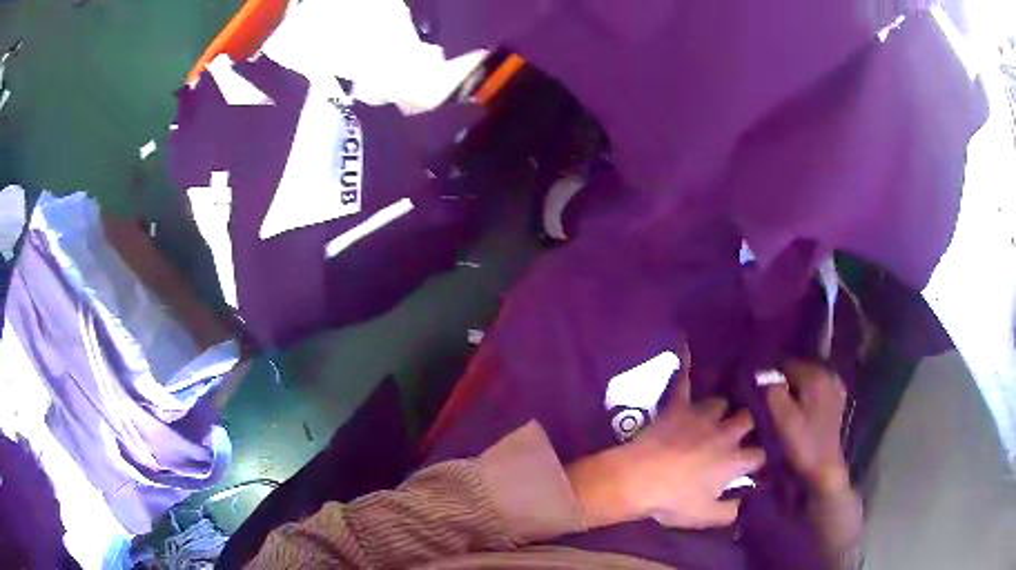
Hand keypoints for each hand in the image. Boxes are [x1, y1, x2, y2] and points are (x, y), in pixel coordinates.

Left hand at [567, 348, 765, 528]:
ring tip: (720, 411)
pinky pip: (684, 381)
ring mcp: (701, 417)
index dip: (760, 459)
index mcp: (733, 461)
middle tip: (744, 431)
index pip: (759, 455)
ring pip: (722, 402)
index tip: (758, 463)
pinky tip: (686, 344)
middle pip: (748, 420)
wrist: (635, 480)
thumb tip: (745, 504)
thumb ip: (731, 511)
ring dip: (722, 409)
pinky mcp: (677, 408)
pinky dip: (686, 365)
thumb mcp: (705, 517)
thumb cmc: (672, 502)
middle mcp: (724, 433)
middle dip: (749, 425)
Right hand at [766, 361, 849, 494]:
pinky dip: (806, 396)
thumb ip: (771, 391)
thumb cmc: (802, 443)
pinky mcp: (836, 401)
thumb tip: (761, 374)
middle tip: (769, 401)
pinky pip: (816, 391)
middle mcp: (828, 374)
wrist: (824, 469)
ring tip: (783, 407)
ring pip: (807, 381)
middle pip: (798, 370)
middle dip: (784, 382)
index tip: (758, 391)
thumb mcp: (781, 418)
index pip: (785, 363)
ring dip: (795, 390)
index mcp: (816, 374)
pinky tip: (799, 411)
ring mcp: (835, 387)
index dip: (770, 375)